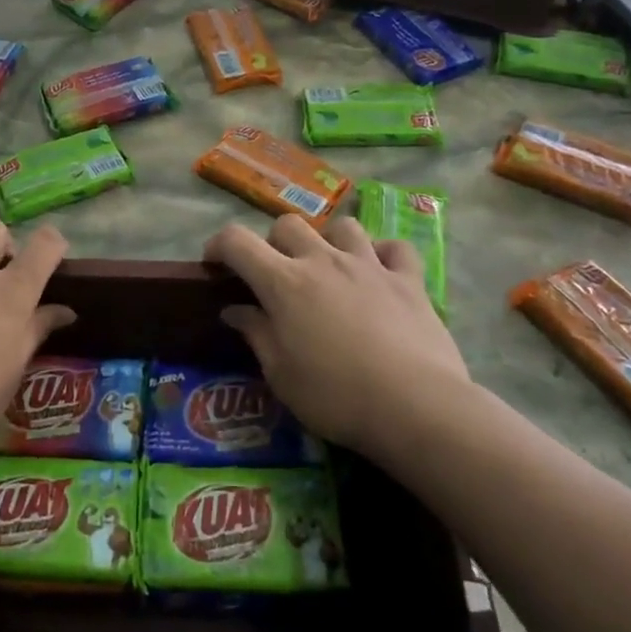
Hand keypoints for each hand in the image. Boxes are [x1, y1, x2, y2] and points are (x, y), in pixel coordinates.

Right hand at [204, 216, 472, 457]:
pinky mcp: (409, 279)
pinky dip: (383, 254)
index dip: (219, 245)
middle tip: (276, 276)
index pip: (237, 241)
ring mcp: (369, 265)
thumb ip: (256, 334)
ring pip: (342, 226)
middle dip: (273, 243)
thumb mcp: (281, 375)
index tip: (215, 264)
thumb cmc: (335, 396)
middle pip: (288, 225)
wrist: (414, 406)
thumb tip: (234, 310)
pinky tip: (380, 271)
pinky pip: (395, 248)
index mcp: (284, 283)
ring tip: (329, 268)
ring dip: (328, 241)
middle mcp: (323, 261)